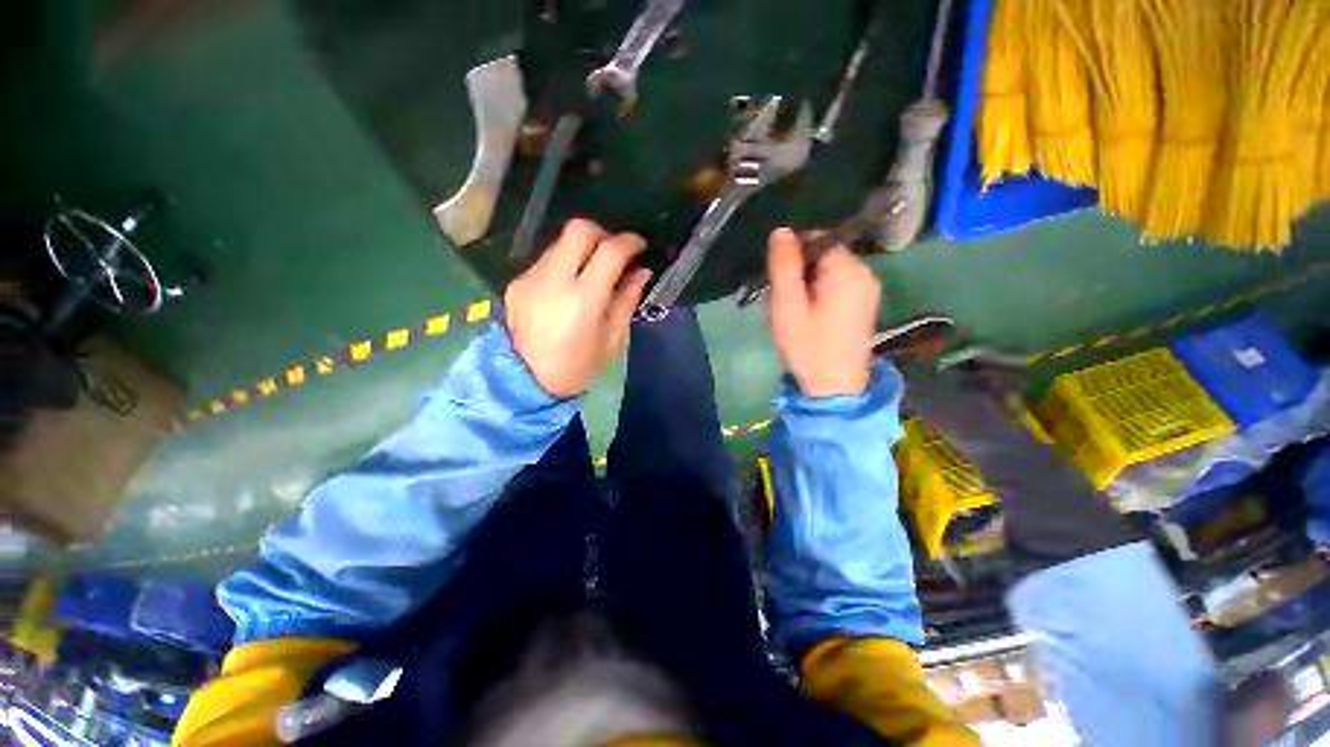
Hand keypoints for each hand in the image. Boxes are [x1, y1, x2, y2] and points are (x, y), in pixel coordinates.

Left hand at [504, 218, 651, 398]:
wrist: (525, 383)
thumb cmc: (578, 368)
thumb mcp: (612, 340)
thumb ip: (627, 300)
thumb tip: (641, 272)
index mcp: (583, 300)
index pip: (609, 251)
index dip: (630, 242)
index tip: (641, 246)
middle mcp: (554, 280)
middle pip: (579, 229)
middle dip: (604, 234)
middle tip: (616, 254)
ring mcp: (531, 278)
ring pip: (561, 242)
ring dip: (583, 249)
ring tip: (594, 273)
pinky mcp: (517, 282)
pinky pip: (547, 260)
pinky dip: (565, 264)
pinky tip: (569, 288)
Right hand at [766, 228, 880, 397]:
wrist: (835, 387)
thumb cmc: (808, 346)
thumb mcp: (787, 306)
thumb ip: (784, 266)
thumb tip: (781, 230)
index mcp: (847, 270)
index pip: (818, 237)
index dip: (793, 252)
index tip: (778, 278)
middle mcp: (865, 272)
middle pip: (824, 253)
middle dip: (800, 269)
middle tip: (784, 299)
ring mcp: (868, 288)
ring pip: (829, 269)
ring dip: (807, 281)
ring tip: (794, 309)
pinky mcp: (866, 303)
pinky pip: (838, 283)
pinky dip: (820, 291)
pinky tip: (809, 314)